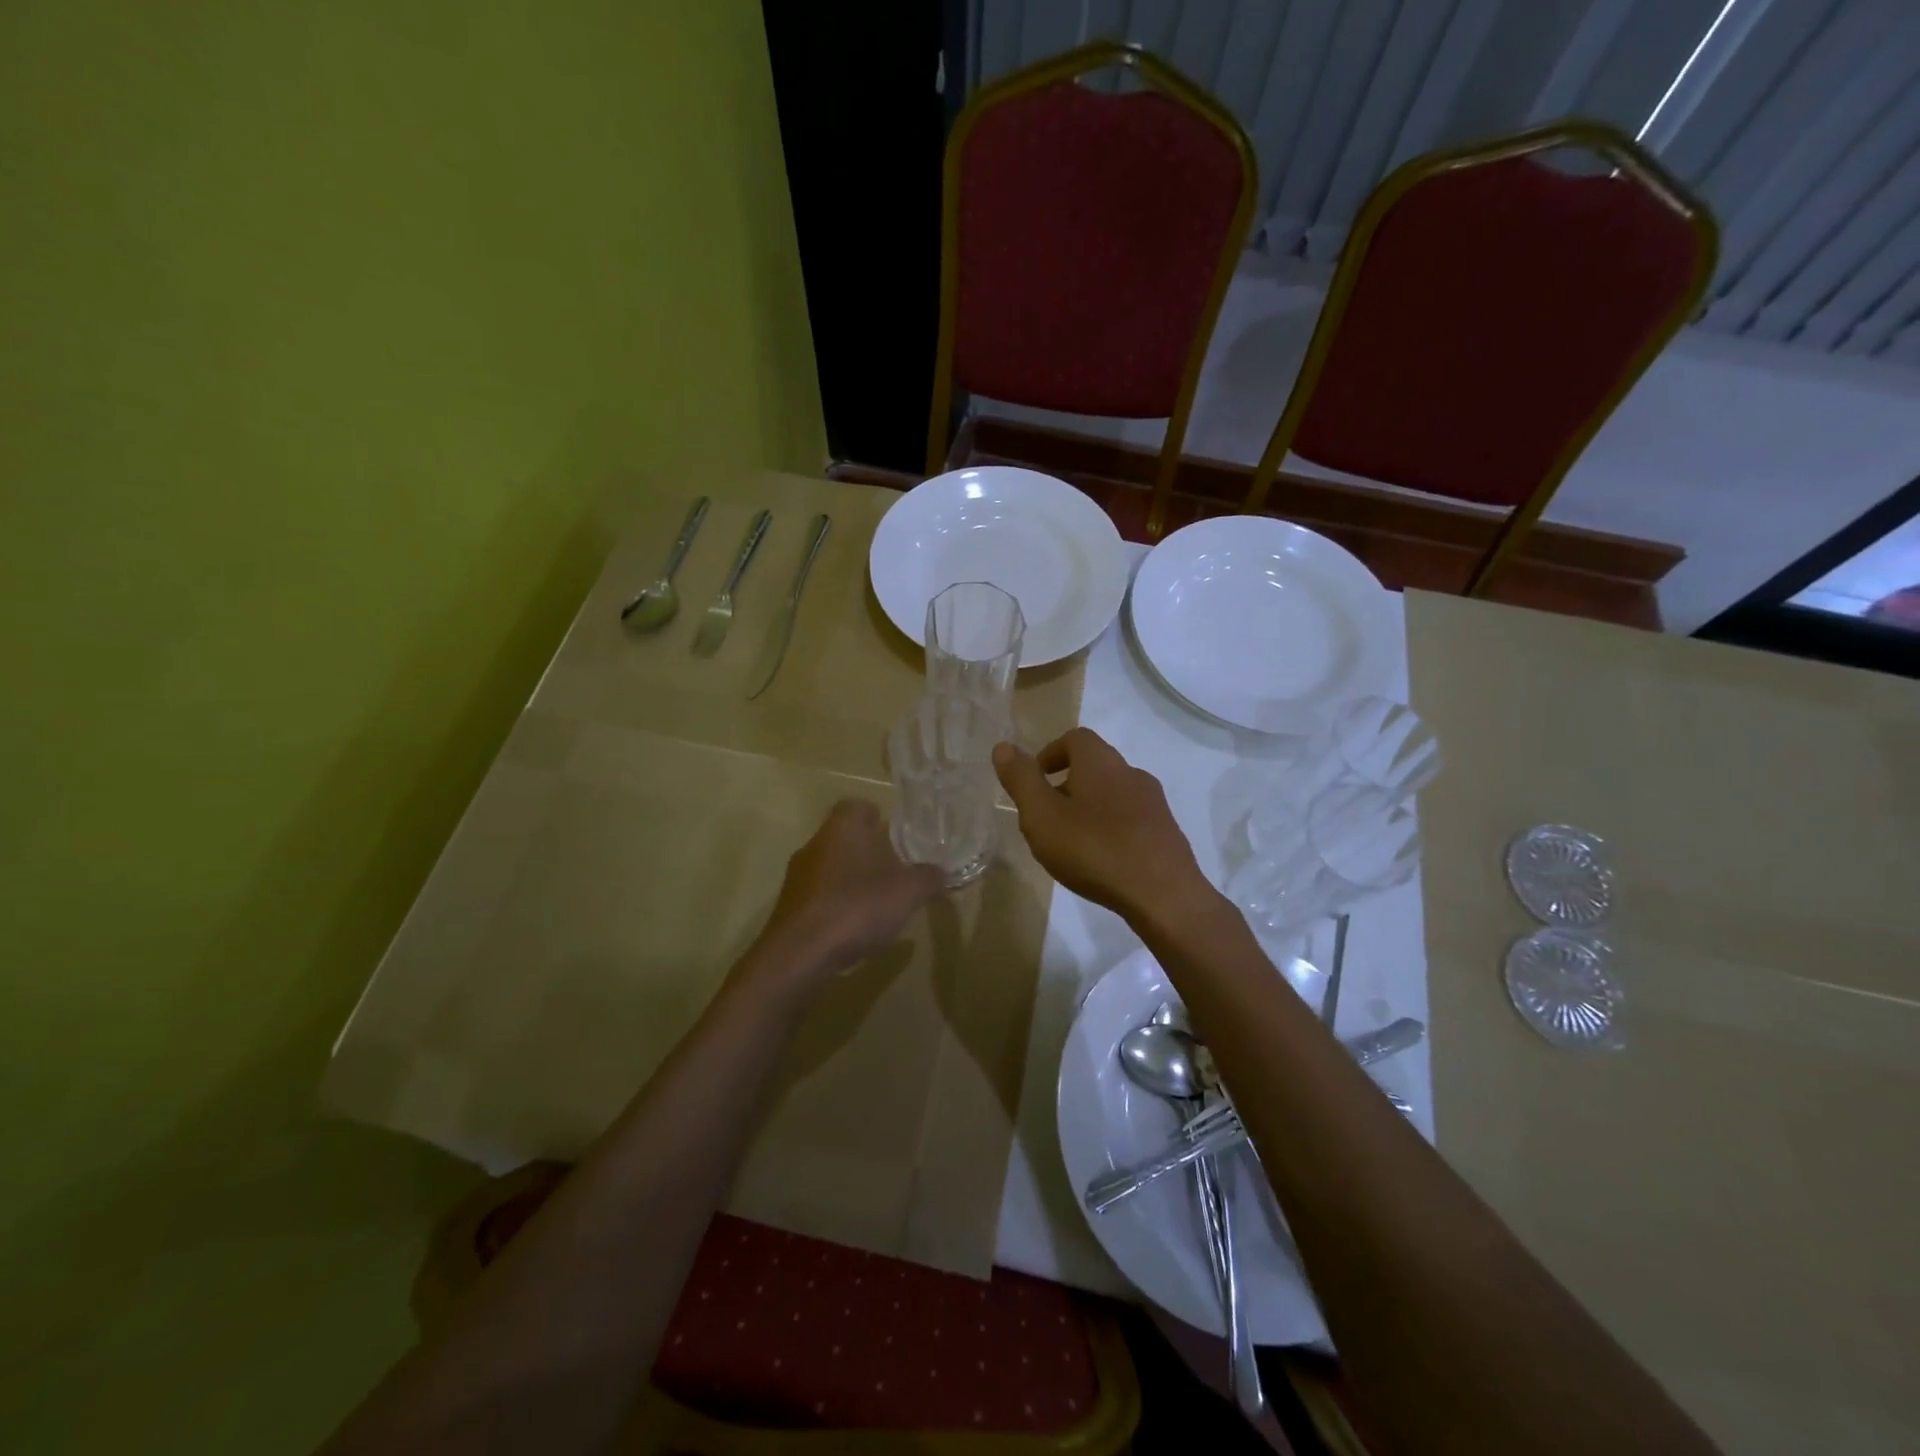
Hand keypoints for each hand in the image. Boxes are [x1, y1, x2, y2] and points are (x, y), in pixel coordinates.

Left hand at [735, 800, 944, 1006]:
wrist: (800, 954)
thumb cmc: (858, 907)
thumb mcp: (908, 891)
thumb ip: (928, 877)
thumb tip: (940, 872)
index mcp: (843, 827)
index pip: (858, 806)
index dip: (878, 818)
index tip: (897, 837)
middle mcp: (816, 843)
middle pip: (845, 837)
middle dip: (869, 852)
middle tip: (896, 872)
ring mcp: (798, 875)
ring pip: (832, 866)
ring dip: (853, 880)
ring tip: (879, 904)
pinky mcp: (790, 906)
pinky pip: (820, 895)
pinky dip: (838, 905)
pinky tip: (854, 928)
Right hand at [993, 729, 1215, 925]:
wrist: (1163, 894)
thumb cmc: (1094, 849)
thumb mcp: (1042, 815)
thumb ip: (1021, 780)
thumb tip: (1003, 747)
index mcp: (1100, 762)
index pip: (1074, 738)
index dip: (1050, 754)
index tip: (1035, 781)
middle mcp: (1131, 772)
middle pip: (1094, 765)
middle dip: (1067, 783)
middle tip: (1046, 816)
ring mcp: (1154, 803)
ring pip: (1113, 793)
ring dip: (1090, 808)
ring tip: (1071, 842)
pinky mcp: (1166, 832)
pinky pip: (1131, 819)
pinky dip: (1111, 829)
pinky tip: (1102, 860)